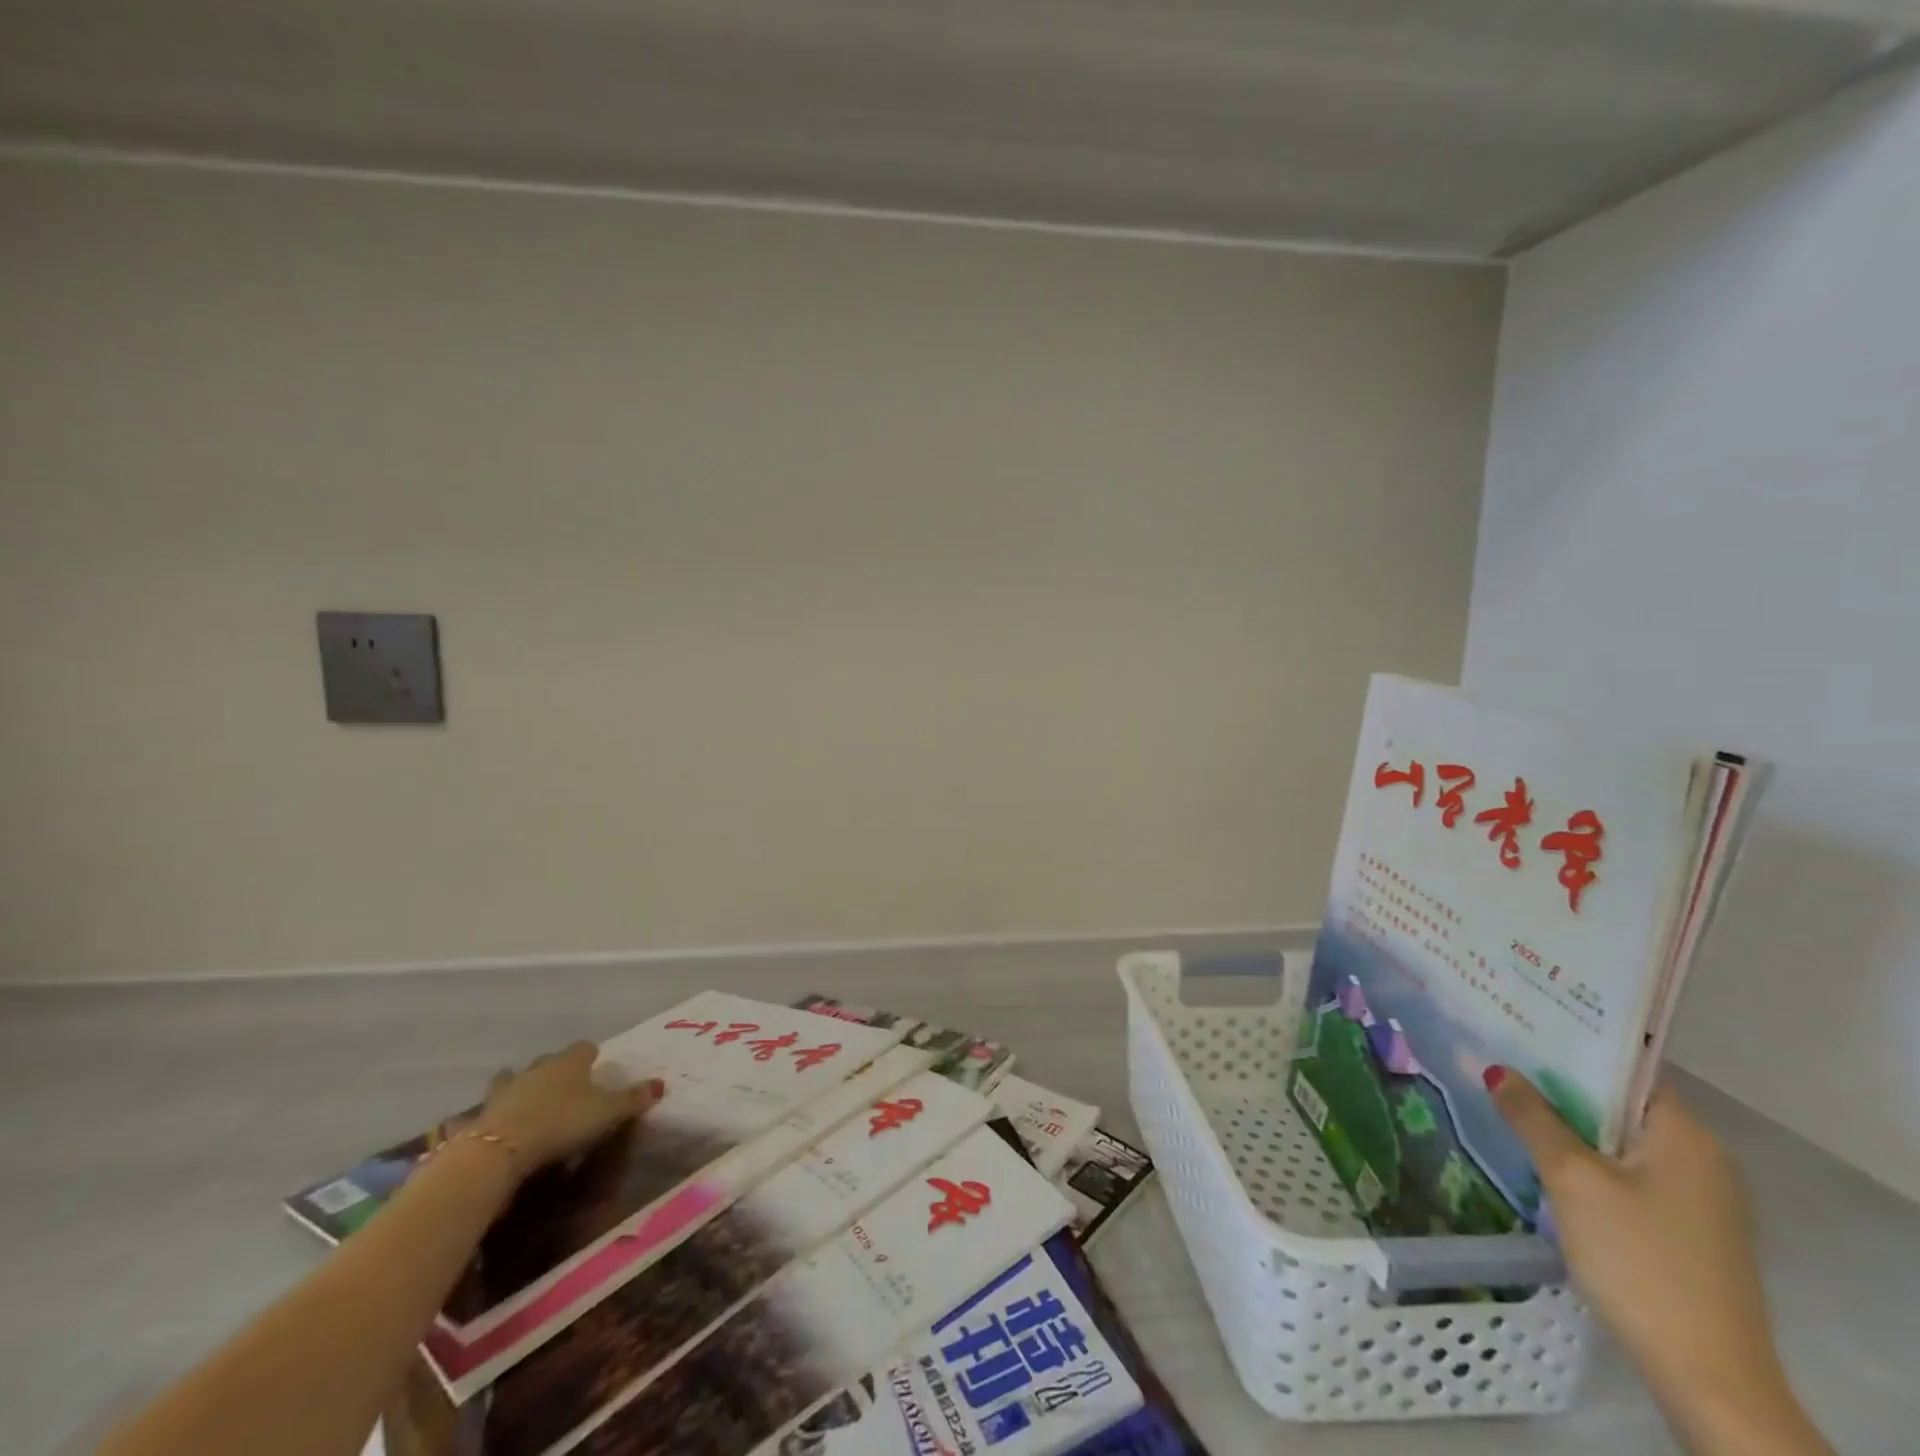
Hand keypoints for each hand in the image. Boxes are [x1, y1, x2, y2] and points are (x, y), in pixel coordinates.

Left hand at [473, 1041, 662, 1172]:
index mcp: (570, 1062)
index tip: (596, 1064)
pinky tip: (492, 1124)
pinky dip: (490, 1115)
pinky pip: (485, 1111)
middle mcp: (537, 1068)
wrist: (501, 1148)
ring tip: (524, 1098)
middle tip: (565, 1085)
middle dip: (555, 1068)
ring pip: (512, 1078)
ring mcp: (505, 1090)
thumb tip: (661, 1084)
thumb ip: (633, 1098)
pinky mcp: (481, 1117)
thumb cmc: (562, 1122)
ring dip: (518, 1085)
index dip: (591, 1055)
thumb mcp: (607, 1112)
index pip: (584, 1047)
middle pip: (548, 1060)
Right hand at [1489, 1069, 1831, 1454]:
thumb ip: (1533, 1117)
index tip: (1519, 1020)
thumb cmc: (1640, 1260)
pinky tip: (1540, 1152)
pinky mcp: (1683, 1228)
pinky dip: (1584, 1154)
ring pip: (1619, 1137)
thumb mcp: (1573, 1179)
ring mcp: (1696, 1197)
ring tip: (1506, 1094)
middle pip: (1620, 1100)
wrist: (1706, 1376)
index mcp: (1686, 1135)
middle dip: (1559, 1079)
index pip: (1626, 1066)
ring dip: (1568, 1119)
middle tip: (1497, 1052)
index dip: (1572, 1041)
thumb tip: (1498, 1070)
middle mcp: (1700, 1157)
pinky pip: (1625, 1169)